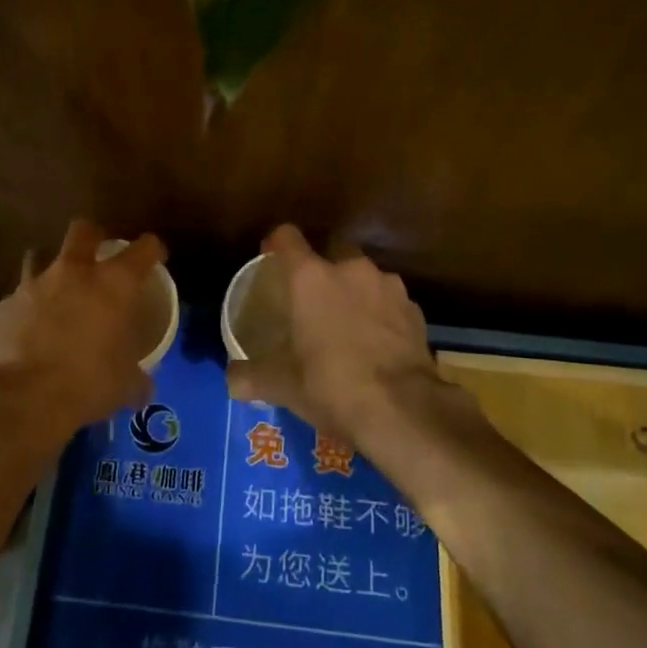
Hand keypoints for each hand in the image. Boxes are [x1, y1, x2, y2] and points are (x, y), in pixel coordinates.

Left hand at [0, 219, 166, 447]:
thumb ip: (137, 378)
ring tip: (56, 289)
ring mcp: (34, 284)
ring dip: (50, 266)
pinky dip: (27, 306)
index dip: (152, 250)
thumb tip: (143, 388)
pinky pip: (19, 296)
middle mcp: (74, 272)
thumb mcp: (126, 384)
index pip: (144, 249)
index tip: (154, 258)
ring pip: (40, 254)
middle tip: (97, 256)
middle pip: (83, 230)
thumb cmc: (90, 384)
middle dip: (92, 236)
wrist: (27, 398)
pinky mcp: (5, 304)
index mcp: (114, 284)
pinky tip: (29, 327)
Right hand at [225, 226, 448, 452]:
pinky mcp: (415, 310)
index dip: (276, 244)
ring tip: (347, 323)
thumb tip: (231, 381)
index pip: (287, 237)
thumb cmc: (331, 386)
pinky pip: (389, 301)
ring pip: (364, 276)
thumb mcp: (282, 385)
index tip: (270, 259)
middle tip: (312, 298)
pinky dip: (381, 313)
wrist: (403, 410)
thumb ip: (251, 377)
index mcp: (310, 277)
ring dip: (354, 291)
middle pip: (331, 249)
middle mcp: (350, 269)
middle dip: (322, 267)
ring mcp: (388, 286)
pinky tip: (376, 343)